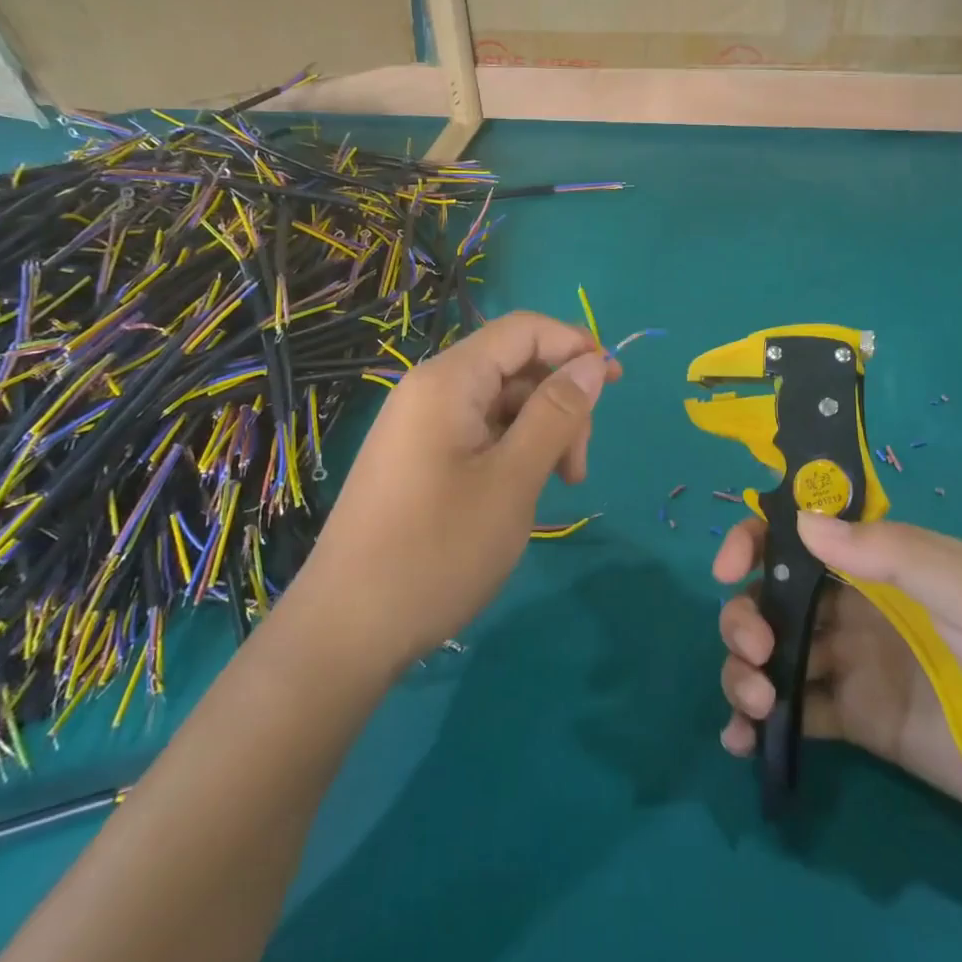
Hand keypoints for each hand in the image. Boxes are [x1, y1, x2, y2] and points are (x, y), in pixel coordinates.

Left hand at [301, 312, 617, 667]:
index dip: (575, 345)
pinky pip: (478, 433)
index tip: (616, 384)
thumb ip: (557, 413)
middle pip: (514, 367)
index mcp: (448, 381)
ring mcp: (420, 426)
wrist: (345, 631)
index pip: (523, 329)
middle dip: (559, 402)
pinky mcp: (418, 459)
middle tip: (577, 468)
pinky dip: (512, 452)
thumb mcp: (513, 480)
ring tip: (555, 488)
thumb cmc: (437, 551)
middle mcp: (429, 390)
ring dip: (540, 433)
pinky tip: (521, 494)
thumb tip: (594, 361)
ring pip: (500, 404)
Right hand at [714, 515, 961, 841]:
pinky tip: (741, 743)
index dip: (755, 540)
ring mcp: (852, 665)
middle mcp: (854, 607)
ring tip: (753, 706)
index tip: (730, 569)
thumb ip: (890, 554)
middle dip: (745, 617)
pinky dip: (759, 724)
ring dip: (743, 670)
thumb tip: (802, 523)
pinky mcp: (858, 722)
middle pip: (772, 597)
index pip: (800, 536)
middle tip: (756, 651)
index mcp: (878, 563)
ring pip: (774, 654)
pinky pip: (796, 713)